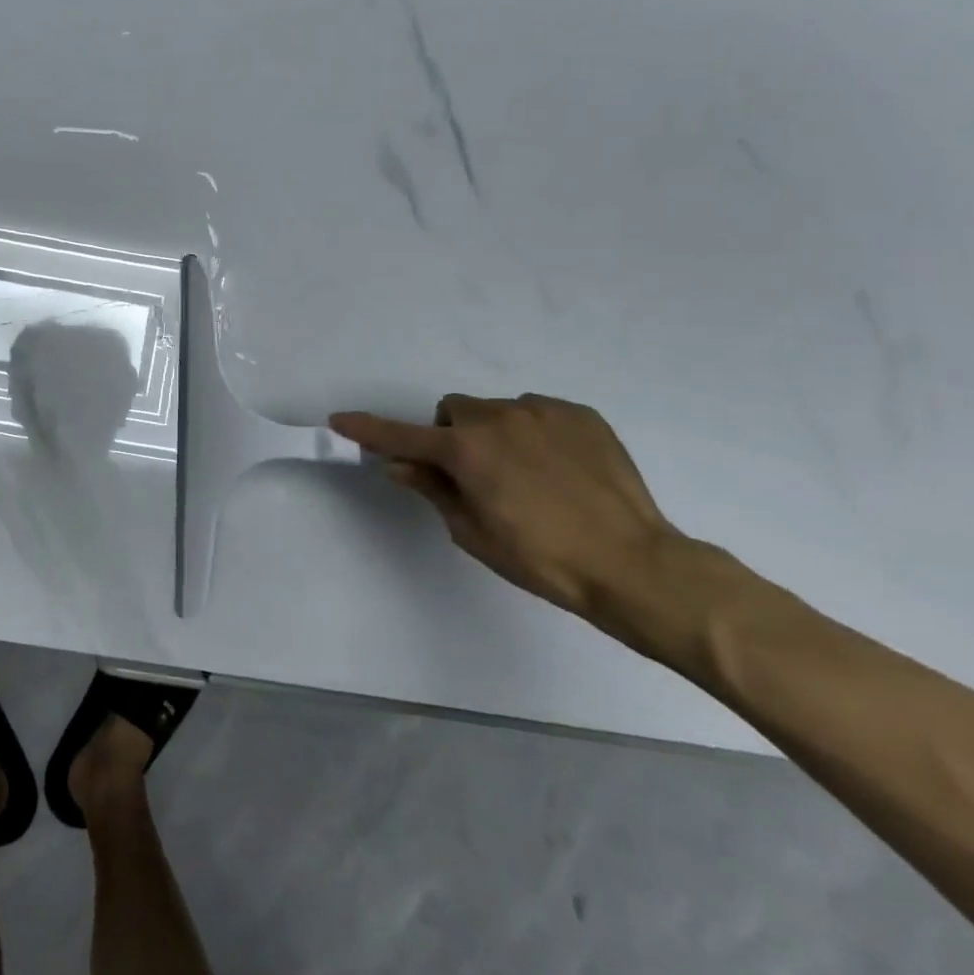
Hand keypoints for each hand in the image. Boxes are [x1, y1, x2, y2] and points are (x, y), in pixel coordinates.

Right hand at [330, 394, 686, 618]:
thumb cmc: (542, 559)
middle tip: (472, 474)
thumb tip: (401, 465)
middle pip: (453, 411)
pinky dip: (533, 433)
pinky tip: (558, 469)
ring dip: (493, 433)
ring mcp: (543, 412)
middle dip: (451, 435)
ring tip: (526, 475)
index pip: (402, 436)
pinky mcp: (580, 415)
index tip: (339, 420)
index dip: (368, 429)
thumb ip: (433, 490)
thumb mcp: (474, 533)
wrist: (634, 564)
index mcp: (467, 451)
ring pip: (496, 410)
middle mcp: (499, 419)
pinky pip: (537, 413)